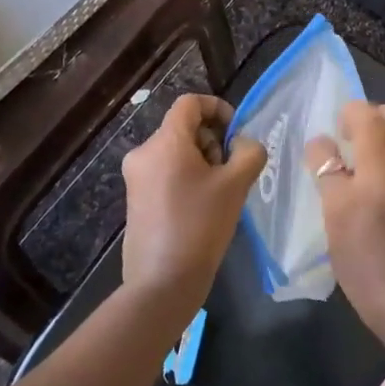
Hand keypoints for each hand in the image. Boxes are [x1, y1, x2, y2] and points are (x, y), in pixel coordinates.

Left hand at [121, 94, 265, 319]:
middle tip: (231, 170)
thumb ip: (248, 153)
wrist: (163, 282)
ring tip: (219, 193)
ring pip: (175, 151)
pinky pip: (165, 172)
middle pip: (183, 128)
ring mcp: (135, 177)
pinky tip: (202, 207)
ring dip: (202, 161)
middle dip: (212, 141)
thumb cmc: (201, 226)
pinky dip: (186, 177)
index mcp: (164, 141)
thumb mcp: (235, 185)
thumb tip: (244, 143)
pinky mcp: (135, 199)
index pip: (190, 103)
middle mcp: (143, 152)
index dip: (217, 108)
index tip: (236, 132)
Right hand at [306, 102, 384, 356]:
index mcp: (365, 186)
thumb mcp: (338, 237)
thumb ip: (331, 188)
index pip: (340, 142)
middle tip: (349, 126)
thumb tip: (324, 155)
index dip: (326, 138)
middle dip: (366, 112)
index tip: (321, 144)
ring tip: (371, 141)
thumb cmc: (374, 282)